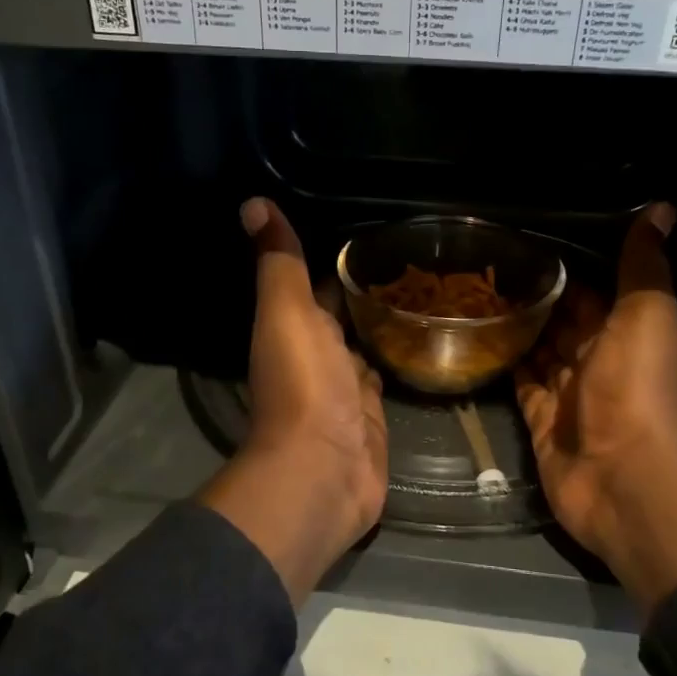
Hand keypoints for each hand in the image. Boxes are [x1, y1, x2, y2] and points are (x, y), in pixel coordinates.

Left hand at [198, 198, 387, 605]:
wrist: (323, 472)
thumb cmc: (303, 386)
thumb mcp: (287, 314)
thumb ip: (279, 264)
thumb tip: (253, 203)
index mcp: (294, 328)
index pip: (315, 284)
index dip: (334, 259)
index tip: (367, 229)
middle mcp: (318, 355)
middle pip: (341, 316)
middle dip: (365, 290)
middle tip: (407, 254)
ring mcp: (346, 390)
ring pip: (364, 348)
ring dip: (382, 325)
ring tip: (422, 288)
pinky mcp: (373, 419)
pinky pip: (385, 381)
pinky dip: (397, 362)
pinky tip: (423, 341)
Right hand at [515, 203, 676, 612]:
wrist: (627, 480)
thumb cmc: (639, 390)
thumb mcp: (648, 315)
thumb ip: (645, 264)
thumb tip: (662, 206)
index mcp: (629, 333)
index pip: (596, 292)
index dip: (569, 267)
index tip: (528, 240)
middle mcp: (600, 362)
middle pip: (565, 323)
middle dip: (537, 297)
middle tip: (488, 266)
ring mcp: (569, 396)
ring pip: (540, 353)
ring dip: (518, 329)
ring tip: (475, 296)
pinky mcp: (542, 424)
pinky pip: (521, 388)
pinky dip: (506, 366)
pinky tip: (478, 341)